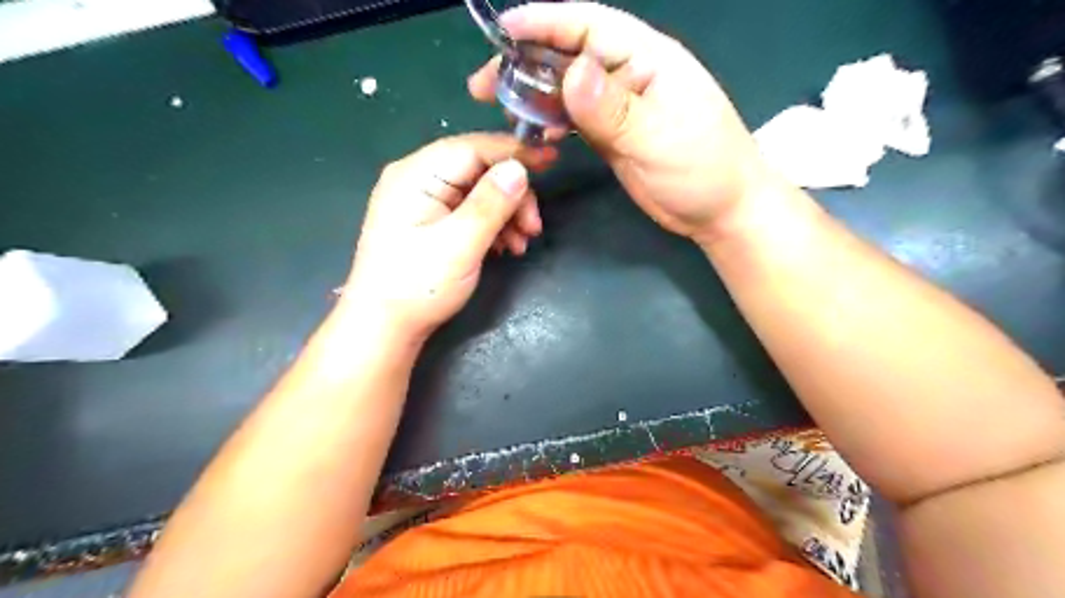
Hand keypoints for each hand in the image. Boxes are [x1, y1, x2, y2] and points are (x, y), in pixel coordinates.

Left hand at [341, 134, 558, 340]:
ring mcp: (423, 200)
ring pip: (478, 192)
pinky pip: (469, 211)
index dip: (515, 152)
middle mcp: (418, 178)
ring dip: (506, 213)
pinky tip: (506, 247)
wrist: (384, 327)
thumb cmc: (418, 286)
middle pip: (479, 169)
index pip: (474, 148)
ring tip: (521, 244)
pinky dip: (493, 226)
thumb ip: (491, 204)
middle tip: (533, 227)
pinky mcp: (430, 221)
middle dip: (512, 195)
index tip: (552, 160)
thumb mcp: (460, 245)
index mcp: (417, 174)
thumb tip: (519, 169)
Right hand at [468, 2, 775, 243]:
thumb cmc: (702, 169)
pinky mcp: (613, 134)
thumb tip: (571, 72)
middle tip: (485, 86)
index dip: (546, 22)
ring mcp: (619, 106)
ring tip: (499, 108)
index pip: (591, 25)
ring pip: (568, 89)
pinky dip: (551, 120)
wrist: (719, 211)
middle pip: (570, 55)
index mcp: (648, 59)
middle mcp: (629, 75)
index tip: (505, 32)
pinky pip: (575, 118)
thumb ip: (614, 109)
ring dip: (534, 94)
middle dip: (526, 63)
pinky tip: (534, 131)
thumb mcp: (659, 137)